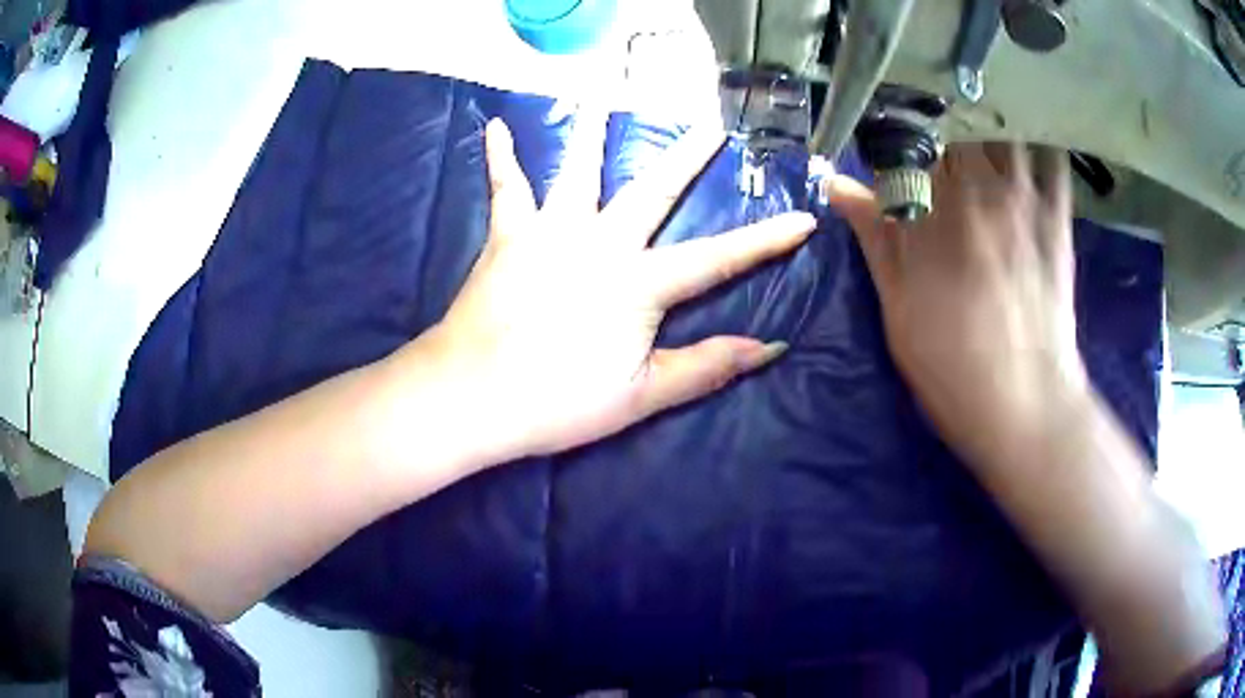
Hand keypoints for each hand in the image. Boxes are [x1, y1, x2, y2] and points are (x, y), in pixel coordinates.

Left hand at [420, 115, 815, 461]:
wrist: (471, 395)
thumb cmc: (558, 402)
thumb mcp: (643, 394)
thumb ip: (707, 366)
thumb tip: (770, 348)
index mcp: (638, 283)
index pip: (719, 257)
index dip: (766, 240)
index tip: (803, 218)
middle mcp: (600, 242)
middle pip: (654, 190)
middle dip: (688, 157)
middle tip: (711, 125)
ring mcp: (550, 231)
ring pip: (579, 170)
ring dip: (594, 130)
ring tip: (604, 94)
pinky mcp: (508, 235)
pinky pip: (506, 187)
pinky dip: (501, 156)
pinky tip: (495, 126)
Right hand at [831, 146, 1227, 693]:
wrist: (1026, 407)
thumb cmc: (953, 369)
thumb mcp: (898, 309)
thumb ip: (874, 237)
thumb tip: (838, 186)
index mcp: (935, 213)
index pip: (905, 140)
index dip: (890, 130)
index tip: (884, 139)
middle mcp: (981, 194)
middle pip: (955, 125)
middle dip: (936, 122)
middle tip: (929, 136)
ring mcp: (1025, 205)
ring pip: (1001, 132)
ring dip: (983, 125)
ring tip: (973, 134)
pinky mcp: (1057, 223)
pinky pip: (1052, 163)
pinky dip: (1037, 144)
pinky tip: (1025, 147)